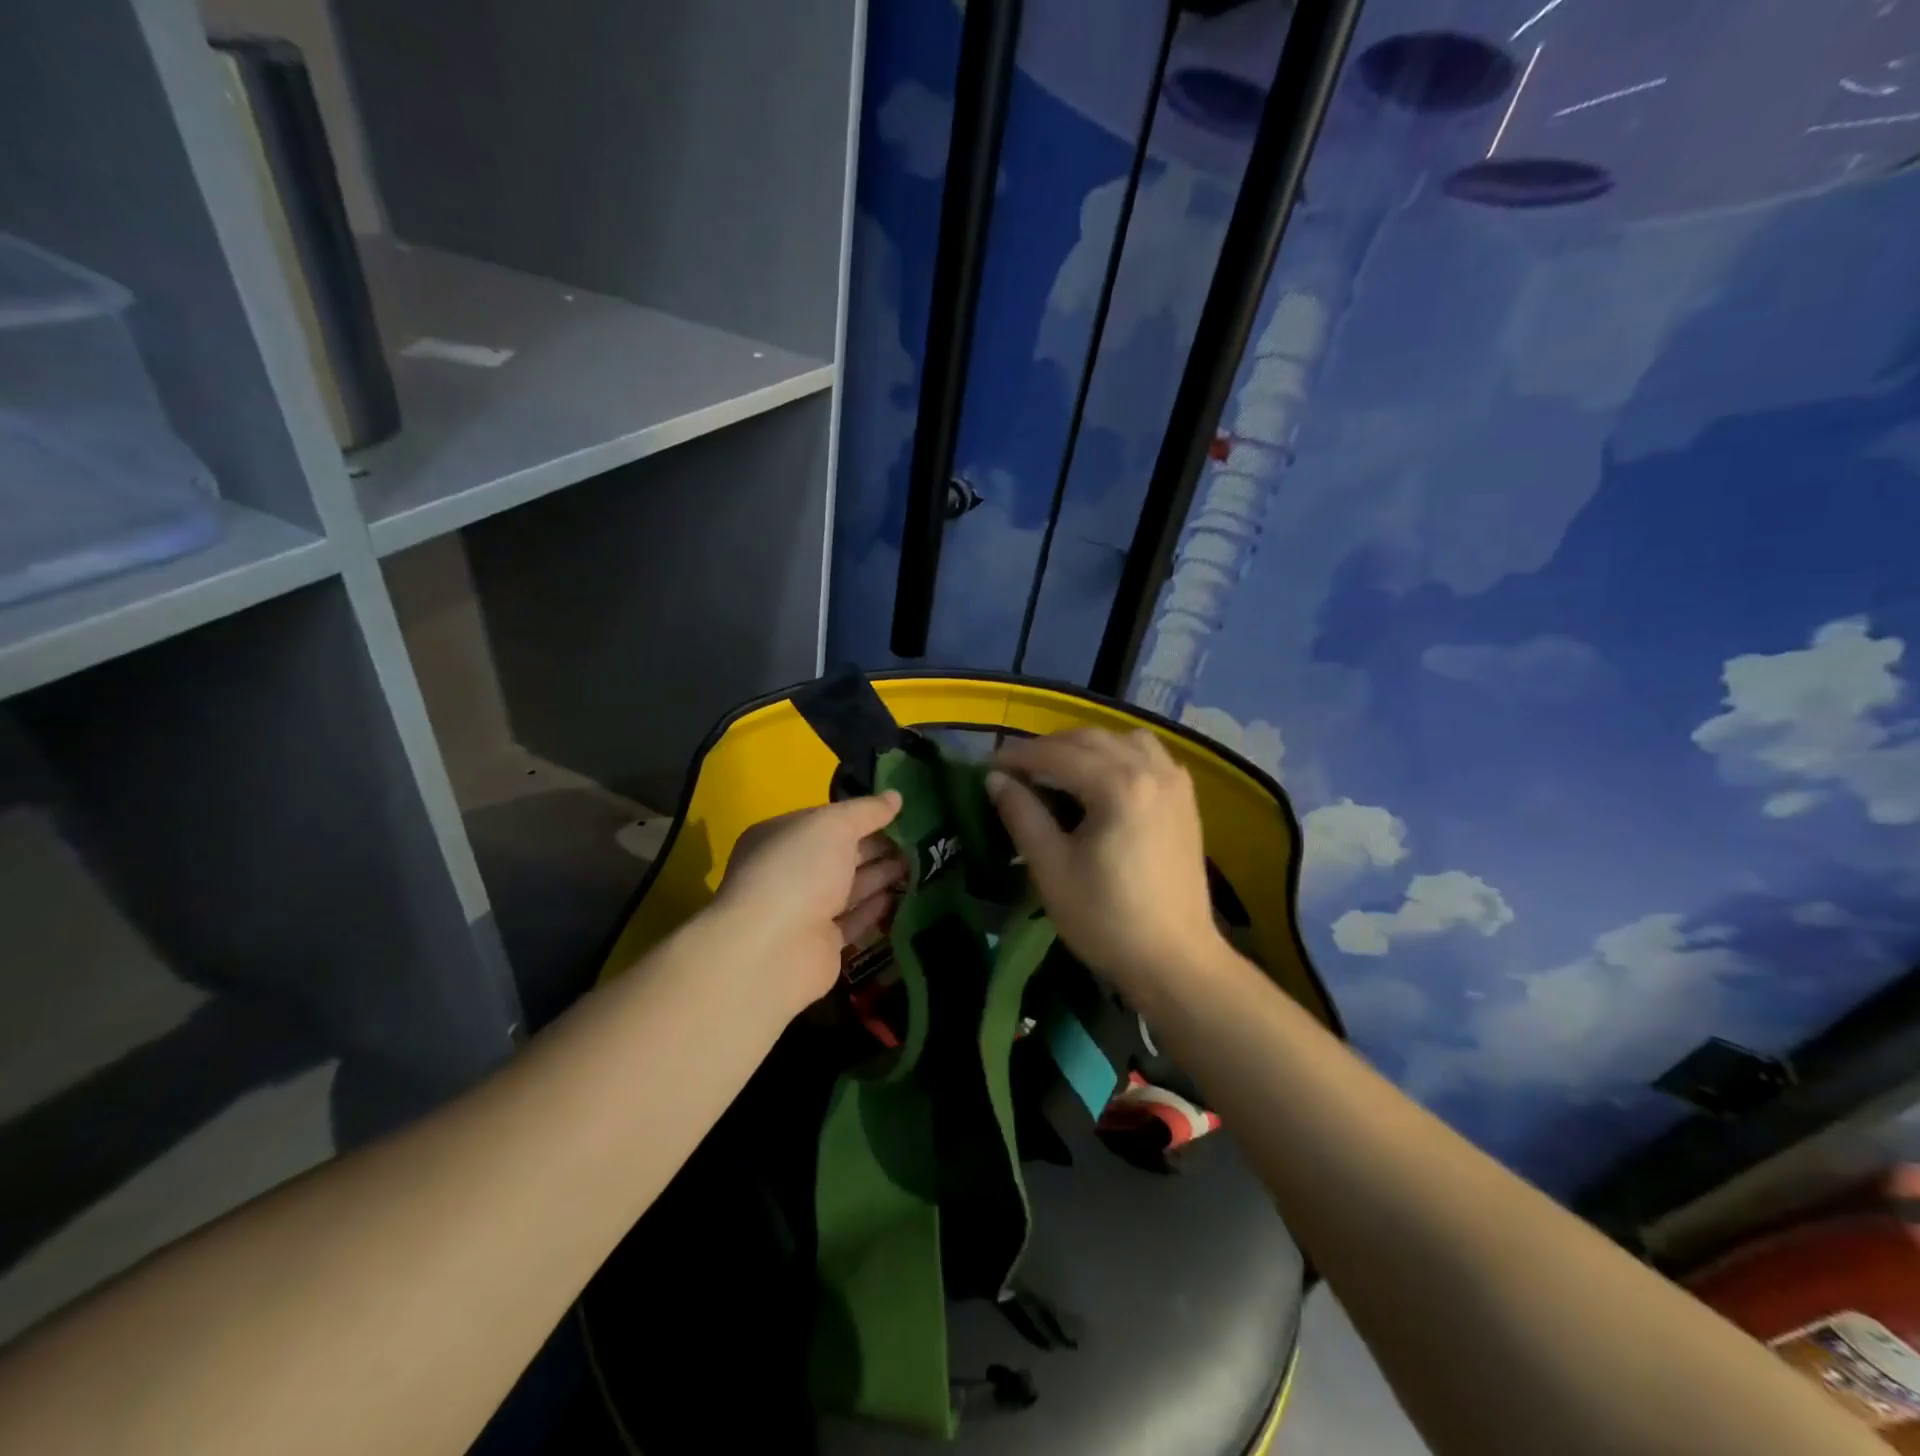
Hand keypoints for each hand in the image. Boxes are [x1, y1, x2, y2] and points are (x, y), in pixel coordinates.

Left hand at [708, 792, 906, 1013]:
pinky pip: (854, 921)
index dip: (861, 815)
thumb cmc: (798, 871)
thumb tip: (896, 796)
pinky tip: (903, 897)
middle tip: (920, 839)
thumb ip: (866, 811)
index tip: (900, 813)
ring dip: (882, 875)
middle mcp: (789, 872)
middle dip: (877, 846)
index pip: (826, 820)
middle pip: (840, 854)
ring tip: (921, 864)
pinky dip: (877, 909)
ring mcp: (804, 911)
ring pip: (850, 888)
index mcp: (781, 836)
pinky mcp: (822, 945)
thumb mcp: (834, 826)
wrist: (772, 950)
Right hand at [987, 729, 1222, 992]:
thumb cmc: (1106, 919)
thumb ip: (1022, 815)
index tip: (987, 765)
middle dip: (1047, 747)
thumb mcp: (1052, 868)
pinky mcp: (1185, 798)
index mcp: (1118, 786)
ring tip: (1058, 771)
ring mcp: (1174, 781)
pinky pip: (1148, 754)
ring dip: (1084, 747)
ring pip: (1121, 739)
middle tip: (1015, 770)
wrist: (1175, 960)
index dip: (1017, 755)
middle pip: (1089, 739)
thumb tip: (994, 778)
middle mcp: (1151, 770)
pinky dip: (1118, 755)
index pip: (1057, 753)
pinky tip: (1101, 781)